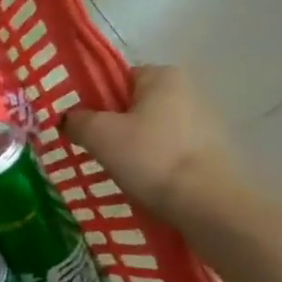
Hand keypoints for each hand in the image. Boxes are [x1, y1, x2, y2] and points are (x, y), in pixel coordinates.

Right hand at [63, 65, 240, 223]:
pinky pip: (168, 151)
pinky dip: (153, 163)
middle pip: (133, 105)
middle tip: (95, 150)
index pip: (117, 79)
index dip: (95, 101)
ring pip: (150, 131)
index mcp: (163, 76)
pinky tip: (143, 182)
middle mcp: (188, 92)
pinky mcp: (211, 153)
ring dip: (132, 147)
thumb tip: (69, 119)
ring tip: (118, 170)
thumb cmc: (150, 157)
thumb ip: (76, 120)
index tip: (83, 125)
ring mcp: (204, 123)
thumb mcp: (98, 134)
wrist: (207, 205)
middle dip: (113, 126)